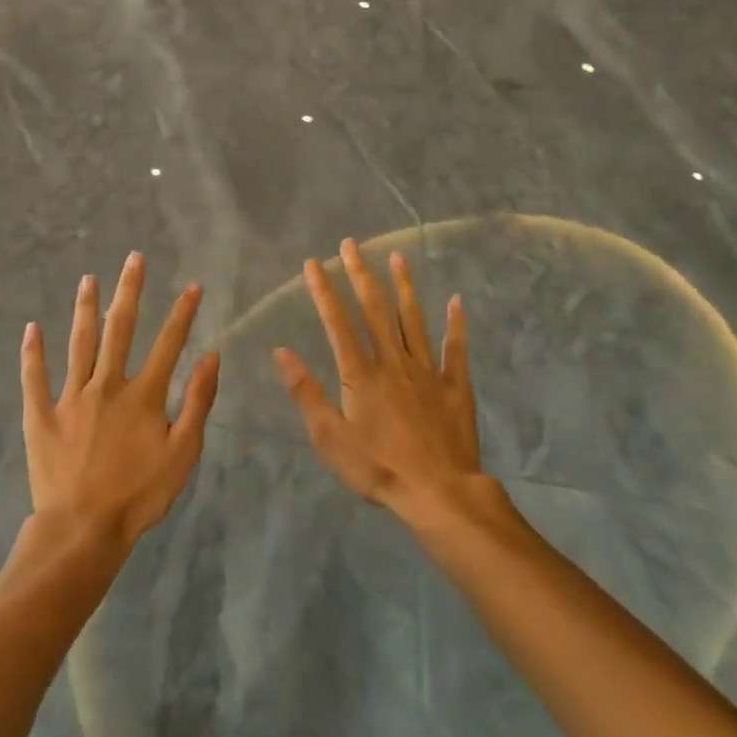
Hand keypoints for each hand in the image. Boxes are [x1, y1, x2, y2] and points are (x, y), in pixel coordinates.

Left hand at [21, 252, 220, 550]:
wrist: (83, 531)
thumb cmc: (139, 495)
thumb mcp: (183, 454)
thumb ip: (198, 402)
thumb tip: (211, 356)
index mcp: (143, 395)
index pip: (168, 343)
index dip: (183, 313)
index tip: (193, 286)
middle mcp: (107, 385)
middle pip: (120, 329)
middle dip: (129, 291)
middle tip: (133, 259)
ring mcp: (71, 398)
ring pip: (79, 343)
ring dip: (85, 308)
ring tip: (88, 278)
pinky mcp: (41, 416)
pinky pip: (35, 378)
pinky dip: (33, 352)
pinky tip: (32, 328)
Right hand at [275, 240, 483, 521]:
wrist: (439, 492)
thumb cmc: (378, 468)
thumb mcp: (330, 437)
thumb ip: (306, 392)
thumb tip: (281, 351)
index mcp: (361, 373)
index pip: (337, 322)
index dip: (324, 291)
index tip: (314, 263)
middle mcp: (393, 361)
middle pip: (375, 310)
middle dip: (361, 274)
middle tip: (352, 244)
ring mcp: (427, 370)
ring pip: (413, 319)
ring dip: (404, 286)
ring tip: (397, 256)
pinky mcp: (455, 385)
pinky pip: (456, 349)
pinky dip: (456, 324)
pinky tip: (456, 301)